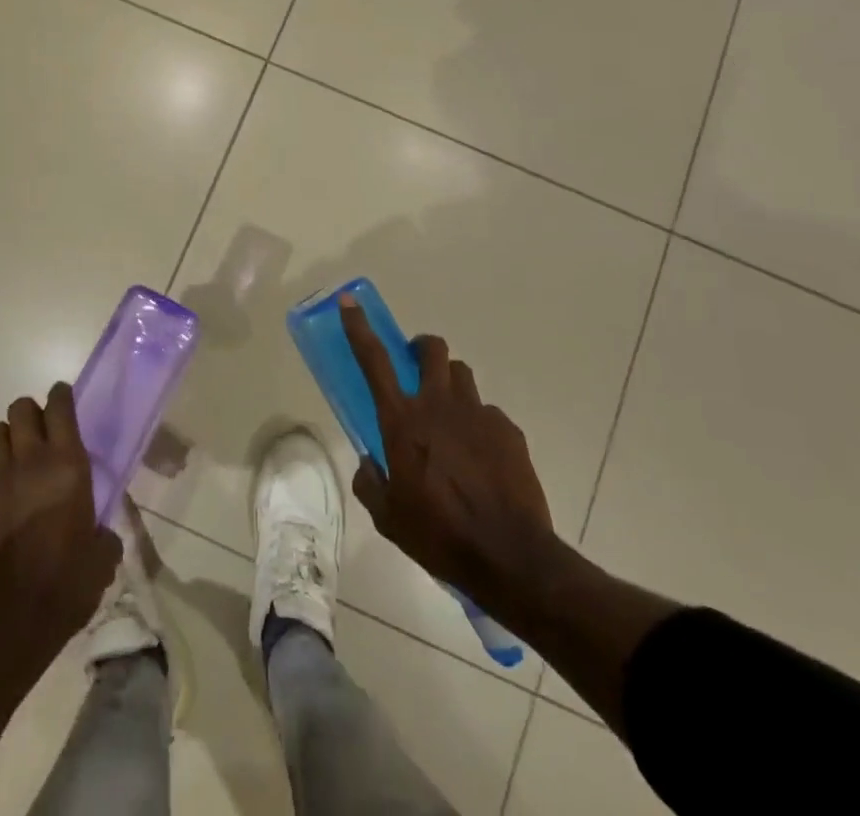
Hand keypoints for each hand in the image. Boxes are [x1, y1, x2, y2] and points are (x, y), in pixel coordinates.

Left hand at [0, 384, 121, 675]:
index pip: (60, 406)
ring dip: (4, 442)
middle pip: (20, 409)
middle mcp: (29, 463)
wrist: (8, 627)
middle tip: (40, 435)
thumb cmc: (66, 587)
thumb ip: (103, 536)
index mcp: (67, 466)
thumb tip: (100, 535)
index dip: (61, 396)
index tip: (64, 400)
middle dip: (29, 414)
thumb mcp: (101, 560)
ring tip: (14, 464)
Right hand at [344, 296, 556, 605]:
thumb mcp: (388, 518)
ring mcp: (477, 414)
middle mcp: (438, 405)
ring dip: (449, 383)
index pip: (374, 360)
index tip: (349, 302)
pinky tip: (481, 458)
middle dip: (421, 347)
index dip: (359, 327)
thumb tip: (369, 464)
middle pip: (431, 349)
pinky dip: (479, 424)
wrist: (510, 558)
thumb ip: (371, 483)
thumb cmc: (439, 535)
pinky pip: (488, 413)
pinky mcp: (509, 430)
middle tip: (417, 366)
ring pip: (461, 374)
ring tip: (449, 415)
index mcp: (402, 421)